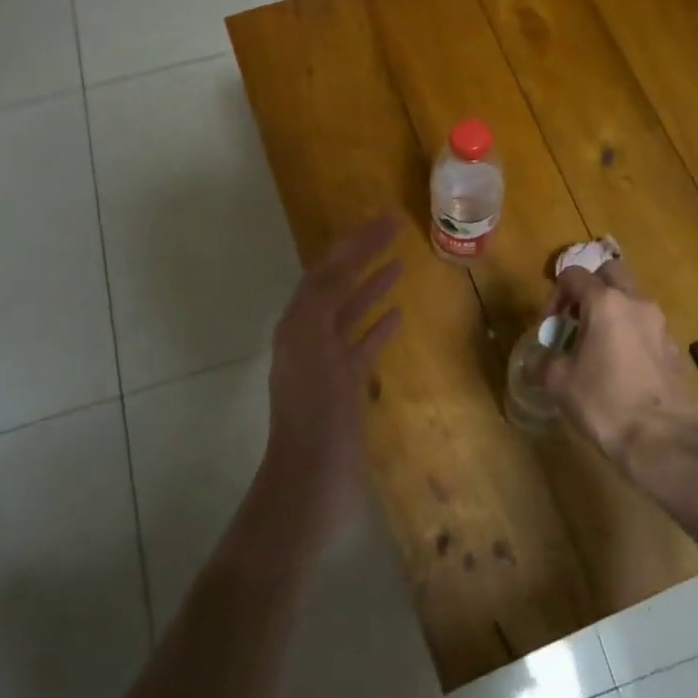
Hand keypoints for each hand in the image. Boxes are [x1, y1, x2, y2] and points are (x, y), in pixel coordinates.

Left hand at [262, 214, 404, 543]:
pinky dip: (378, 326)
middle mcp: (308, 335)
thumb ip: (324, 301)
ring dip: (372, 286)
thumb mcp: (315, 346)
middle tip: (394, 230)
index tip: (385, 220)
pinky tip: (398, 315)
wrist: (311, 477)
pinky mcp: (345, 385)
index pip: (328, 270)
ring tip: (399, 264)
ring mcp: (327, 361)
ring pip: (351, 312)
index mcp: (298, 323)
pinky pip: (362, 344)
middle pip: (338, 285)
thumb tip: (340, 260)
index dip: (354, 243)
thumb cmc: (314, 411)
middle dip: (363, 256)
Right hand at [536, 259, 697, 477]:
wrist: (661, 441)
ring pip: (632, 299)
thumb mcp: (559, 383)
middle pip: (611, 272)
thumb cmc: (604, 403)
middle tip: (576, 319)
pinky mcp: (674, 348)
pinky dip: (631, 333)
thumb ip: (542, 362)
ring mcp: (660, 325)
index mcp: (605, 303)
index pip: (574, 275)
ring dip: (613, 310)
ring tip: (597, 344)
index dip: (555, 294)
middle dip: (590, 287)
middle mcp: (636, 303)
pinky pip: (647, 326)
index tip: (550, 325)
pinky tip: (621, 366)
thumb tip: (535, 360)